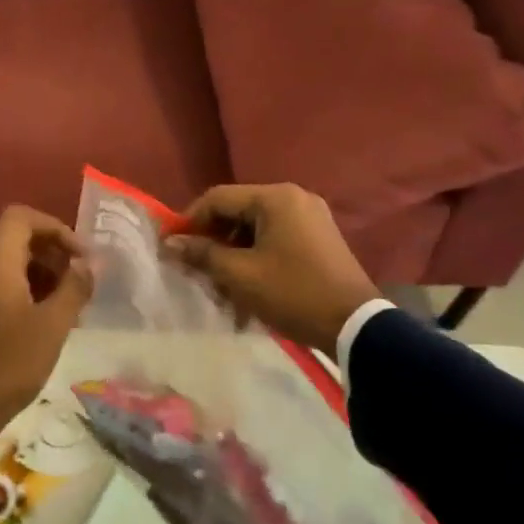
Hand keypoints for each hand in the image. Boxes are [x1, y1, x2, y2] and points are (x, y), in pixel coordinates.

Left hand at [0, 205, 92, 451]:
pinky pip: (5, 289)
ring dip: (46, 276)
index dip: (54, 226)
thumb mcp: (53, 326)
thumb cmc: (10, 363)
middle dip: (55, 254)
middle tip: (83, 282)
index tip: (80, 254)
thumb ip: (75, 288)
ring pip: (13, 267)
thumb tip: (90, 263)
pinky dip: (31, 293)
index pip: (20, 218)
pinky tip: (51, 322)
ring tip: (73, 305)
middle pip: (18, 241)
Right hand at [163, 183, 381, 356]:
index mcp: (275, 198)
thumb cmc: (292, 293)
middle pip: (237, 212)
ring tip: (220, 286)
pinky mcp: (319, 238)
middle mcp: (294, 198)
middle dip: (212, 241)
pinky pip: (275, 239)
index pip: (217, 198)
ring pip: (255, 229)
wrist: (354, 325)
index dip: (189, 221)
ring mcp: (310, 217)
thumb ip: (202, 254)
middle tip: (194, 269)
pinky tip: (246, 287)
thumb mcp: (240, 275)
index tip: (171, 247)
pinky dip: (255, 258)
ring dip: (232, 254)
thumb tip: (169, 244)